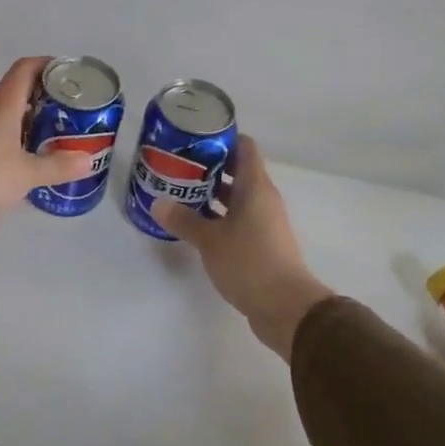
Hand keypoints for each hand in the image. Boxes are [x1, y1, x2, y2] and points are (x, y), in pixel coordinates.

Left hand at [0, 56, 93, 238]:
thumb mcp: (27, 174)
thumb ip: (58, 166)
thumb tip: (88, 160)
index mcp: (2, 103)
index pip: (26, 68)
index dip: (47, 64)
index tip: (68, 72)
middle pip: (17, 89)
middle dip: (43, 95)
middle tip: (68, 108)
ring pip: (5, 112)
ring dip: (28, 117)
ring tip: (53, 130)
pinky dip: (13, 136)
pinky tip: (26, 154)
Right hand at [153, 135, 331, 362]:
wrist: (286, 307)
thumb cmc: (249, 262)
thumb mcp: (210, 240)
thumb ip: (184, 220)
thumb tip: (158, 203)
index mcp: (256, 187)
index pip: (244, 147)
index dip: (222, 138)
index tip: (195, 138)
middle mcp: (263, 199)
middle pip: (239, 170)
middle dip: (209, 166)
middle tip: (178, 165)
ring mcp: (265, 222)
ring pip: (237, 196)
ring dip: (212, 193)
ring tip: (180, 191)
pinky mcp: (262, 243)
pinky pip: (238, 218)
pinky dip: (219, 216)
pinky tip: (195, 223)